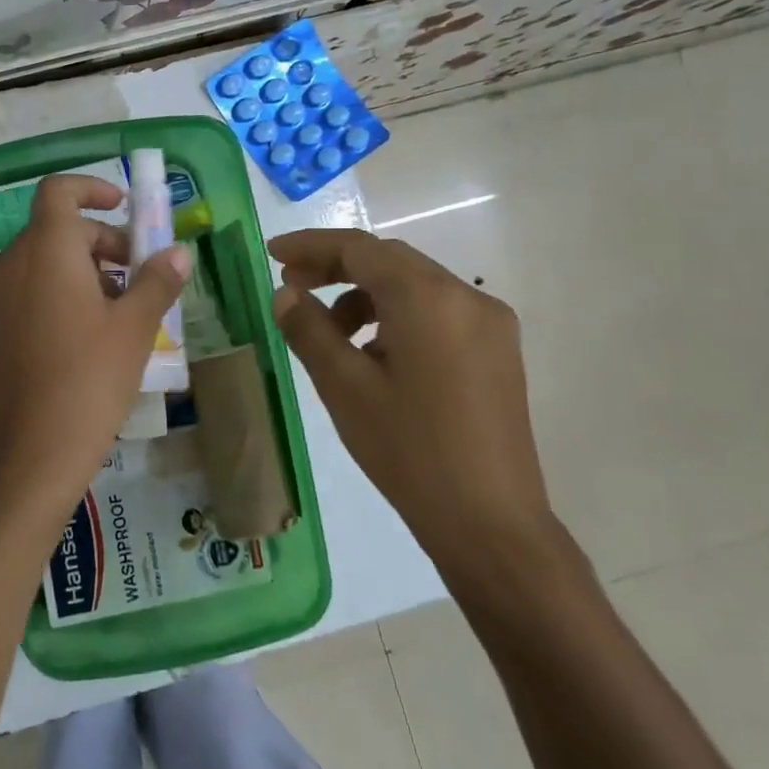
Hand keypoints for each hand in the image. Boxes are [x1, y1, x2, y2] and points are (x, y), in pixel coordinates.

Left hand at [0, 175, 190, 546]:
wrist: (33, 447)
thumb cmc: (90, 377)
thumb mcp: (134, 326)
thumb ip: (157, 280)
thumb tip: (177, 252)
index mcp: (45, 248)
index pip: (59, 191)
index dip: (92, 188)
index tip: (123, 205)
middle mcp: (12, 260)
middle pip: (58, 228)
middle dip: (102, 240)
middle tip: (139, 272)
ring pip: (44, 259)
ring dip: (83, 267)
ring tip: (121, 306)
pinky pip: (29, 286)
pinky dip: (59, 289)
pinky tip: (89, 329)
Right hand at [268, 228, 558, 588]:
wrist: (489, 523)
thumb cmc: (408, 450)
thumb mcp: (344, 387)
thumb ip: (309, 329)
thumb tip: (285, 293)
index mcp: (428, 299)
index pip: (360, 249)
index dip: (311, 246)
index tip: (271, 253)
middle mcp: (467, 297)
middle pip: (390, 261)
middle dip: (336, 268)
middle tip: (291, 287)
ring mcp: (489, 324)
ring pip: (414, 286)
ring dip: (365, 295)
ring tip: (329, 334)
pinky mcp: (497, 351)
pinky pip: (436, 312)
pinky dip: (395, 316)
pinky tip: (373, 355)